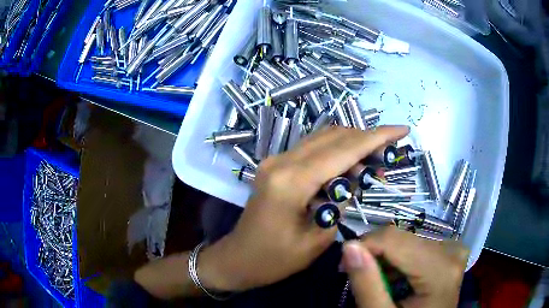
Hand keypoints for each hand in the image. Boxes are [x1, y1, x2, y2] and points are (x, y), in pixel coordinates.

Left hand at [199, 126, 409, 291]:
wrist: (238, 258)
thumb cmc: (274, 260)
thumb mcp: (317, 239)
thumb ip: (340, 203)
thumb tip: (355, 179)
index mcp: (291, 181)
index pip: (344, 149)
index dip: (377, 137)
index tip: (401, 129)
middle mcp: (281, 161)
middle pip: (334, 136)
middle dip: (367, 138)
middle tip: (389, 153)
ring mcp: (275, 160)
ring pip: (323, 138)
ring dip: (352, 144)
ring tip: (374, 162)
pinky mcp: (275, 165)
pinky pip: (312, 149)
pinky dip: (335, 152)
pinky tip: (350, 166)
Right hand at [342, 227, 468, 307]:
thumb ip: (367, 284)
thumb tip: (349, 246)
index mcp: (440, 270)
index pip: (394, 239)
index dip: (364, 246)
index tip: (344, 266)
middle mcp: (451, 252)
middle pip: (403, 238)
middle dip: (375, 254)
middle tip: (359, 276)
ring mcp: (453, 250)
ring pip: (408, 240)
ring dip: (387, 257)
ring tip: (378, 281)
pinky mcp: (450, 253)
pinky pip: (418, 246)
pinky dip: (400, 260)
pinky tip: (396, 278)